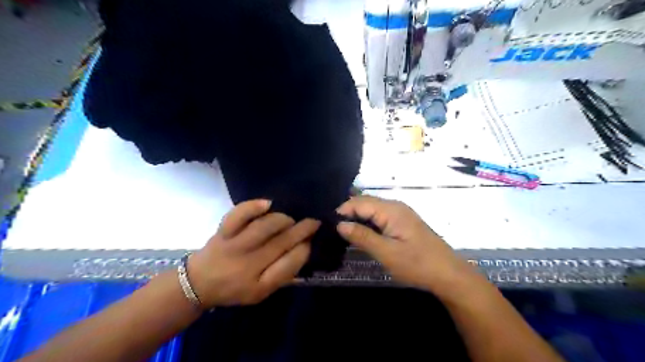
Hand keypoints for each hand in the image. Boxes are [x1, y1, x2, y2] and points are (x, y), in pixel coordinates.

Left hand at [187, 201, 319, 307]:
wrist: (199, 283)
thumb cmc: (235, 288)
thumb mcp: (261, 292)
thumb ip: (282, 274)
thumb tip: (303, 248)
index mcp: (259, 286)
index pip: (290, 264)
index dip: (305, 249)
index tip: (312, 240)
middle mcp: (247, 266)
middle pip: (281, 242)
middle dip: (302, 229)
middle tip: (314, 222)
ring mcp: (233, 247)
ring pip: (264, 227)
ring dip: (283, 220)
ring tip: (290, 219)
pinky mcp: (222, 232)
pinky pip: (238, 215)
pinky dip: (253, 207)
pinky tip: (267, 204)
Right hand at [338, 195, 472, 294]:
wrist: (448, 274)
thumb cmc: (417, 264)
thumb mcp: (386, 253)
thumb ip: (362, 236)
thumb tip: (340, 224)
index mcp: (391, 209)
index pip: (359, 202)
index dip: (342, 211)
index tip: (328, 225)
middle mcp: (395, 206)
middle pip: (365, 203)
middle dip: (348, 213)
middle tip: (332, 229)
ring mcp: (400, 213)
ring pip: (372, 210)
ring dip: (357, 218)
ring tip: (341, 231)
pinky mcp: (402, 222)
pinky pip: (379, 217)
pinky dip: (368, 223)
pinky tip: (360, 233)